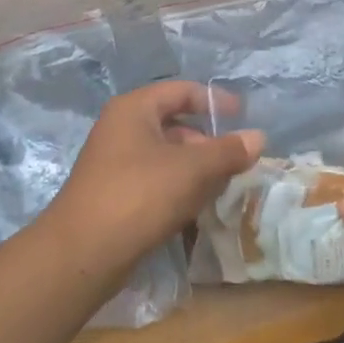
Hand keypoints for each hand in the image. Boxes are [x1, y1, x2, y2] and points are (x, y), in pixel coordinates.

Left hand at [49, 82, 262, 277]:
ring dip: (195, 168)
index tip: (242, 116)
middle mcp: (120, 129)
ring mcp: (114, 163)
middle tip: (236, 161)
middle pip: (173, 124)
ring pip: (165, 156)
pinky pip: (154, 181)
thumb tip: (258, 138)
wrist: (85, 251)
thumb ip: (228, 151)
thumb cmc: (140, 195)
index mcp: (133, 110)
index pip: (179, 91)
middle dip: (207, 142)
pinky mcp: (115, 194)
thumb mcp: (192, 169)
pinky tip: (196, 207)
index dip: (213, 100)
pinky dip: (178, 188)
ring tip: (223, 186)